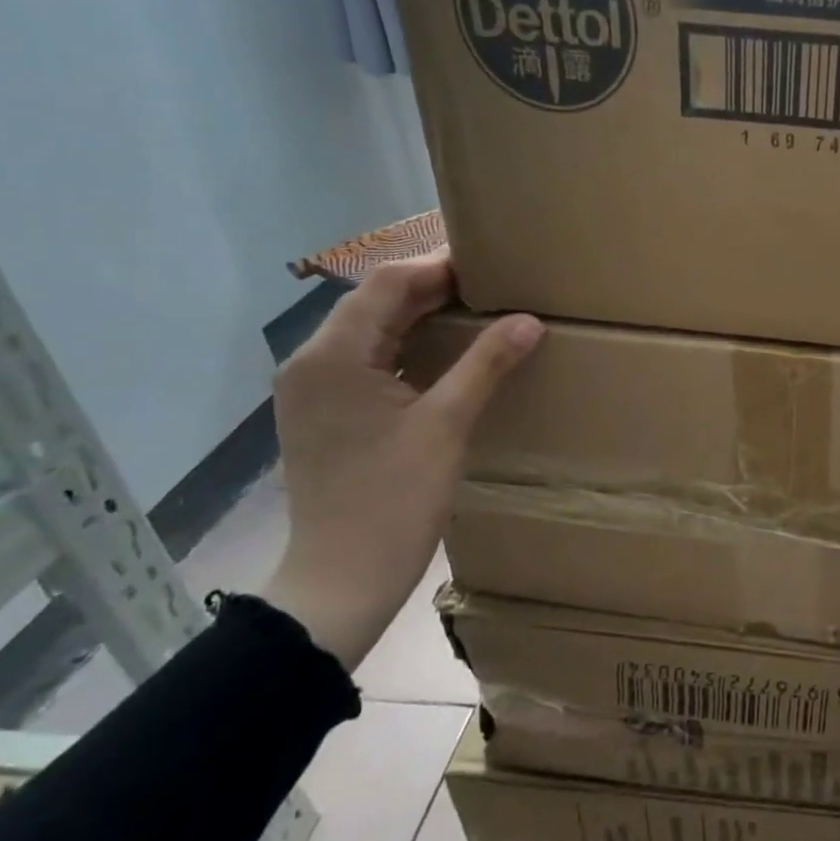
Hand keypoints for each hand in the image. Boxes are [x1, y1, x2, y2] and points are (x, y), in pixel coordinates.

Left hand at [260, 253, 542, 668]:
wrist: (342, 578)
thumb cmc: (394, 500)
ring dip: (419, 317)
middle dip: (431, 288)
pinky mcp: (323, 413)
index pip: (387, 284)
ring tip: (476, 311)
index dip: (438, 266)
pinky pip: (366, 361)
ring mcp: (311, 390)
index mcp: (333, 356)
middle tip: (492, 284)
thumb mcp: (447, 426)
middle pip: (374, 303)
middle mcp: (311, 362)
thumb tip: (529, 320)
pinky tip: (444, 354)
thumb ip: (487, 364)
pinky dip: (405, 348)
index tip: (489, 261)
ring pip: (370, 332)